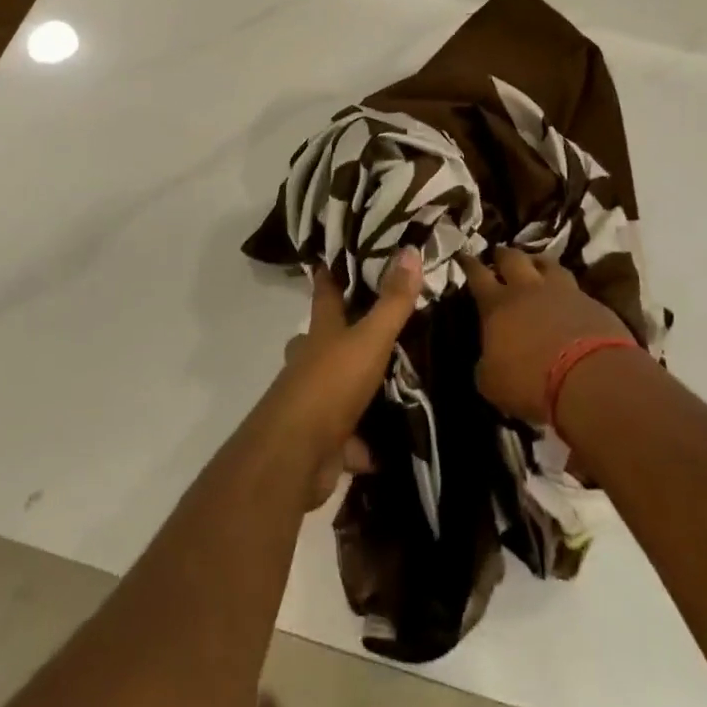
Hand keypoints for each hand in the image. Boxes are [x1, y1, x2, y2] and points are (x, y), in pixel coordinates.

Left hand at [263, 248, 421, 506]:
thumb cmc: (331, 384)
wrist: (296, 456)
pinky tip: (389, 446)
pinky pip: (348, 439)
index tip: (336, 256)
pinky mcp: (322, 441)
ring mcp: (313, 402)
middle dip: (345, 333)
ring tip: (393, 383)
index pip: (325, 291)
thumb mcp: (369, 338)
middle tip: (379, 326)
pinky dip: (365, 445)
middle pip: (327, 339)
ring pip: (337, 388)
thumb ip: (392, 301)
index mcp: (321, 331)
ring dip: (358, 389)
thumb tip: (410, 250)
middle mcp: (311, 361)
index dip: (331, 272)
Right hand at [462, 246, 635, 423]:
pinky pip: (574, 287)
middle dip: (503, 255)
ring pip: (546, 263)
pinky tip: (568, 296)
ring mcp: (562, 291)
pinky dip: (567, 289)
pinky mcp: (592, 302)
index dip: (469, 263)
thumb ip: (486, 366)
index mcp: (497, 305)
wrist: (590, 379)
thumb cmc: (531, 382)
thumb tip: (487, 361)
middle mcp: (528, 289)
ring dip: (537, 262)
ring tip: (535, 264)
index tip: (463, 254)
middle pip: (512, 258)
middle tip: (499, 254)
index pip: (477, 275)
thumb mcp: (493, 383)